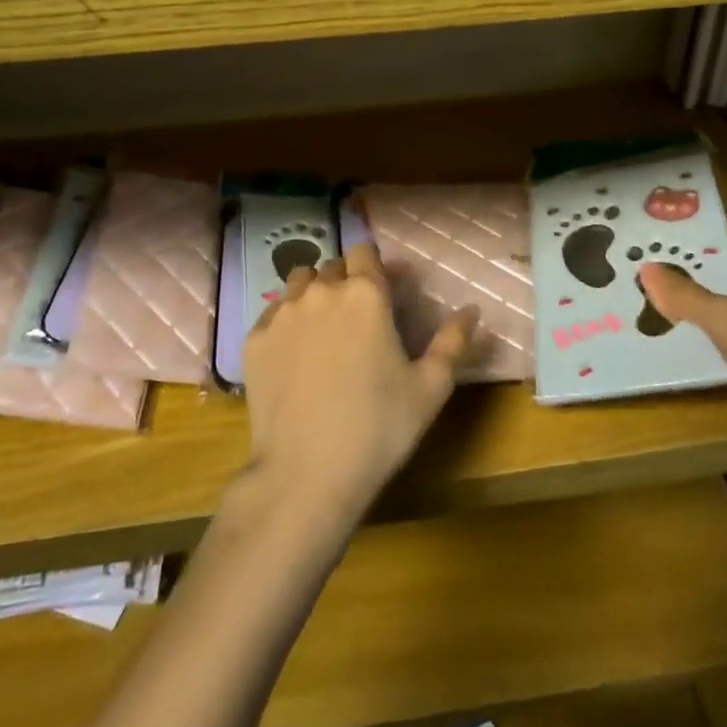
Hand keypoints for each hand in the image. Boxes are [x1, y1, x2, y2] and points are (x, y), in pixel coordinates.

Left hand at [242, 243, 476, 527]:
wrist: (306, 474)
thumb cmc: (379, 428)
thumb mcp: (430, 387)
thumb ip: (453, 341)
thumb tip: (472, 310)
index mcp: (365, 294)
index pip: (366, 252)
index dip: (377, 267)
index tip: (386, 290)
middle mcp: (321, 291)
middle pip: (333, 266)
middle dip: (347, 281)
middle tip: (358, 318)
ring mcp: (282, 313)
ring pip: (299, 283)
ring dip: (314, 294)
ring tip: (324, 329)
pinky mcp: (254, 339)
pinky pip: (273, 313)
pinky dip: (286, 322)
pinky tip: (295, 355)